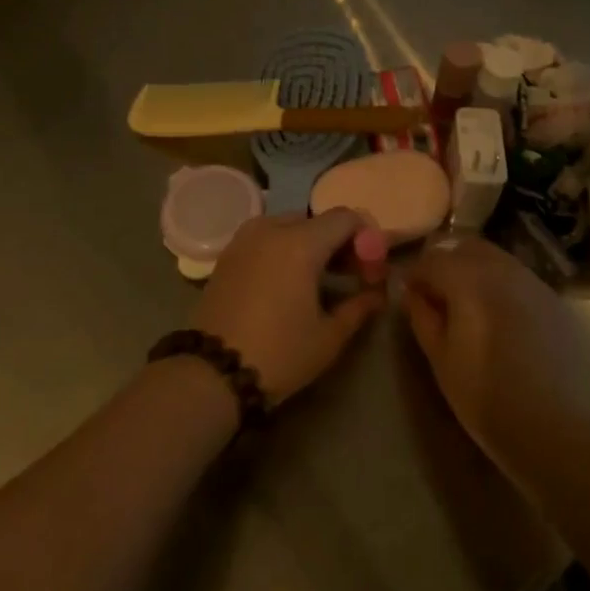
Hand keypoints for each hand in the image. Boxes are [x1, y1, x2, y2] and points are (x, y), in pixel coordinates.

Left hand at [192, 209, 382, 404]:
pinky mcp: (228, 253)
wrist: (211, 373)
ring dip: (312, 245)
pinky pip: (267, 238)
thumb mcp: (329, 337)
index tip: (371, 272)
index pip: (347, 217)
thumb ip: (360, 306)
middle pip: (318, 221)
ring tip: (320, 282)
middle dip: (340, 243)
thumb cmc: (279, 353)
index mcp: (301, 242)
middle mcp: (272, 228)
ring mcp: (245, 238)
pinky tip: (289, 283)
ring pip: (291, 227)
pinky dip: (285, 250)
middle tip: (352, 277)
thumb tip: (378, 293)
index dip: (367, 239)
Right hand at [404, 237, 581, 481]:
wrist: (560, 427)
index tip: (409, 295)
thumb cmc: (488, 396)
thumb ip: (423, 317)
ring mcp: (531, 280)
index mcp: (467, 278)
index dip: (415, 275)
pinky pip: (516, 277)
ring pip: (494, 258)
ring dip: (473, 271)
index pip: (431, 260)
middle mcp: (501, 267)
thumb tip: (414, 294)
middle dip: (445, 263)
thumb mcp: (441, 360)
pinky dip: (499, 284)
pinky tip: (497, 317)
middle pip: (464, 247)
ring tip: (466, 307)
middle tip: (436, 296)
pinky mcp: (553, 298)